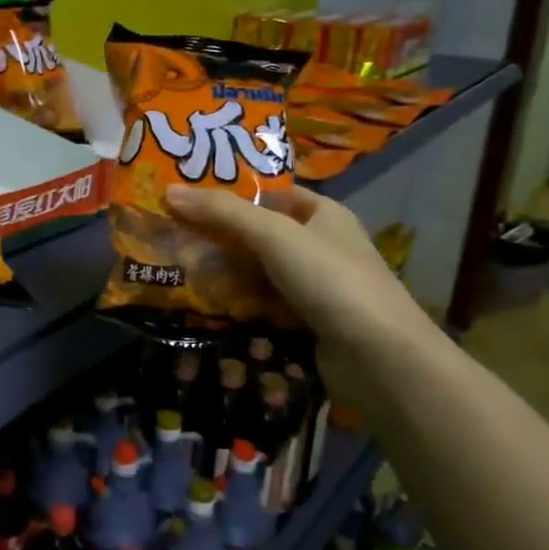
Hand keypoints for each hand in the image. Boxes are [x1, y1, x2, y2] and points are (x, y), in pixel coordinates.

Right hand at [164, 182, 437, 358]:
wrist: (379, 358)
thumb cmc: (330, 280)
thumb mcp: (273, 235)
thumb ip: (223, 212)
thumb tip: (169, 190)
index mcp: (324, 215)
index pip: (271, 194)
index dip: (232, 192)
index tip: (188, 196)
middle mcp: (321, 246)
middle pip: (259, 233)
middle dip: (219, 235)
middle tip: (172, 234)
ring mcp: (315, 287)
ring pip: (258, 272)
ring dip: (224, 272)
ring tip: (178, 268)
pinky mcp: (307, 323)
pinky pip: (263, 305)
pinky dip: (237, 304)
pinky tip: (205, 304)